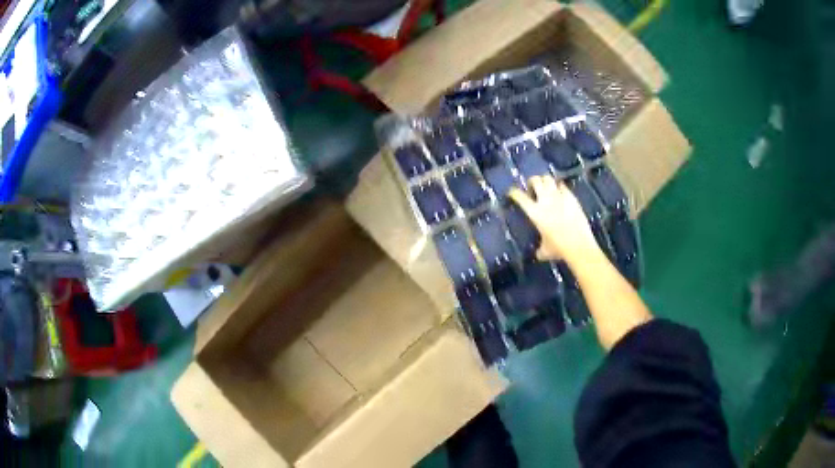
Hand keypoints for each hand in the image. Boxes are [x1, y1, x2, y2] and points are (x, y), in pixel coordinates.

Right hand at [509, 176, 599, 263]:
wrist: (578, 245)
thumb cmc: (559, 249)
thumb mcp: (544, 251)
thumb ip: (539, 249)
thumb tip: (537, 254)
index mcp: (535, 213)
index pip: (519, 196)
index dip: (513, 192)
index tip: (512, 192)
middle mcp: (545, 200)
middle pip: (535, 180)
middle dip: (532, 181)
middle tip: (533, 187)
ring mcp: (559, 197)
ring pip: (548, 179)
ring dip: (545, 181)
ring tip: (546, 187)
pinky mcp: (571, 197)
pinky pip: (563, 186)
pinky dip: (559, 187)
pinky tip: (561, 192)